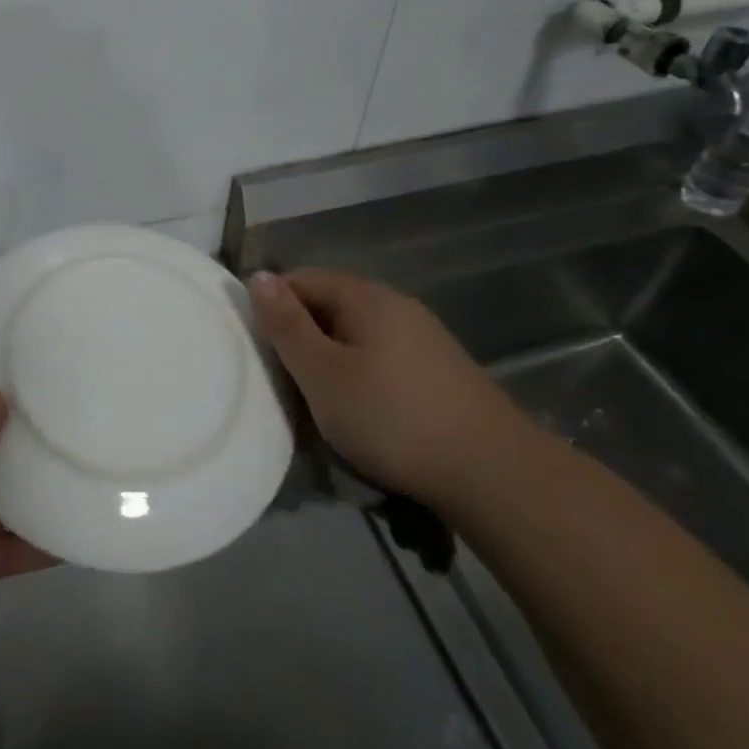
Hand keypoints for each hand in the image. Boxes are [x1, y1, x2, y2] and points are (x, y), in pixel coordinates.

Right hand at [249, 267, 528, 501]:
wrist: (492, 473)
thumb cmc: (391, 417)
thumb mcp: (322, 373)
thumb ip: (286, 325)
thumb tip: (258, 276)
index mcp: (365, 296)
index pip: (300, 279)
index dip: (271, 307)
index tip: (257, 349)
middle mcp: (396, 305)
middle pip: (328, 306)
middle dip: (299, 338)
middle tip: (281, 381)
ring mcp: (422, 337)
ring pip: (354, 336)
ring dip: (328, 361)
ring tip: (315, 401)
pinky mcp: (437, 370)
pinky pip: (380, 358)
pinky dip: (358, 376)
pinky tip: (359, 411)